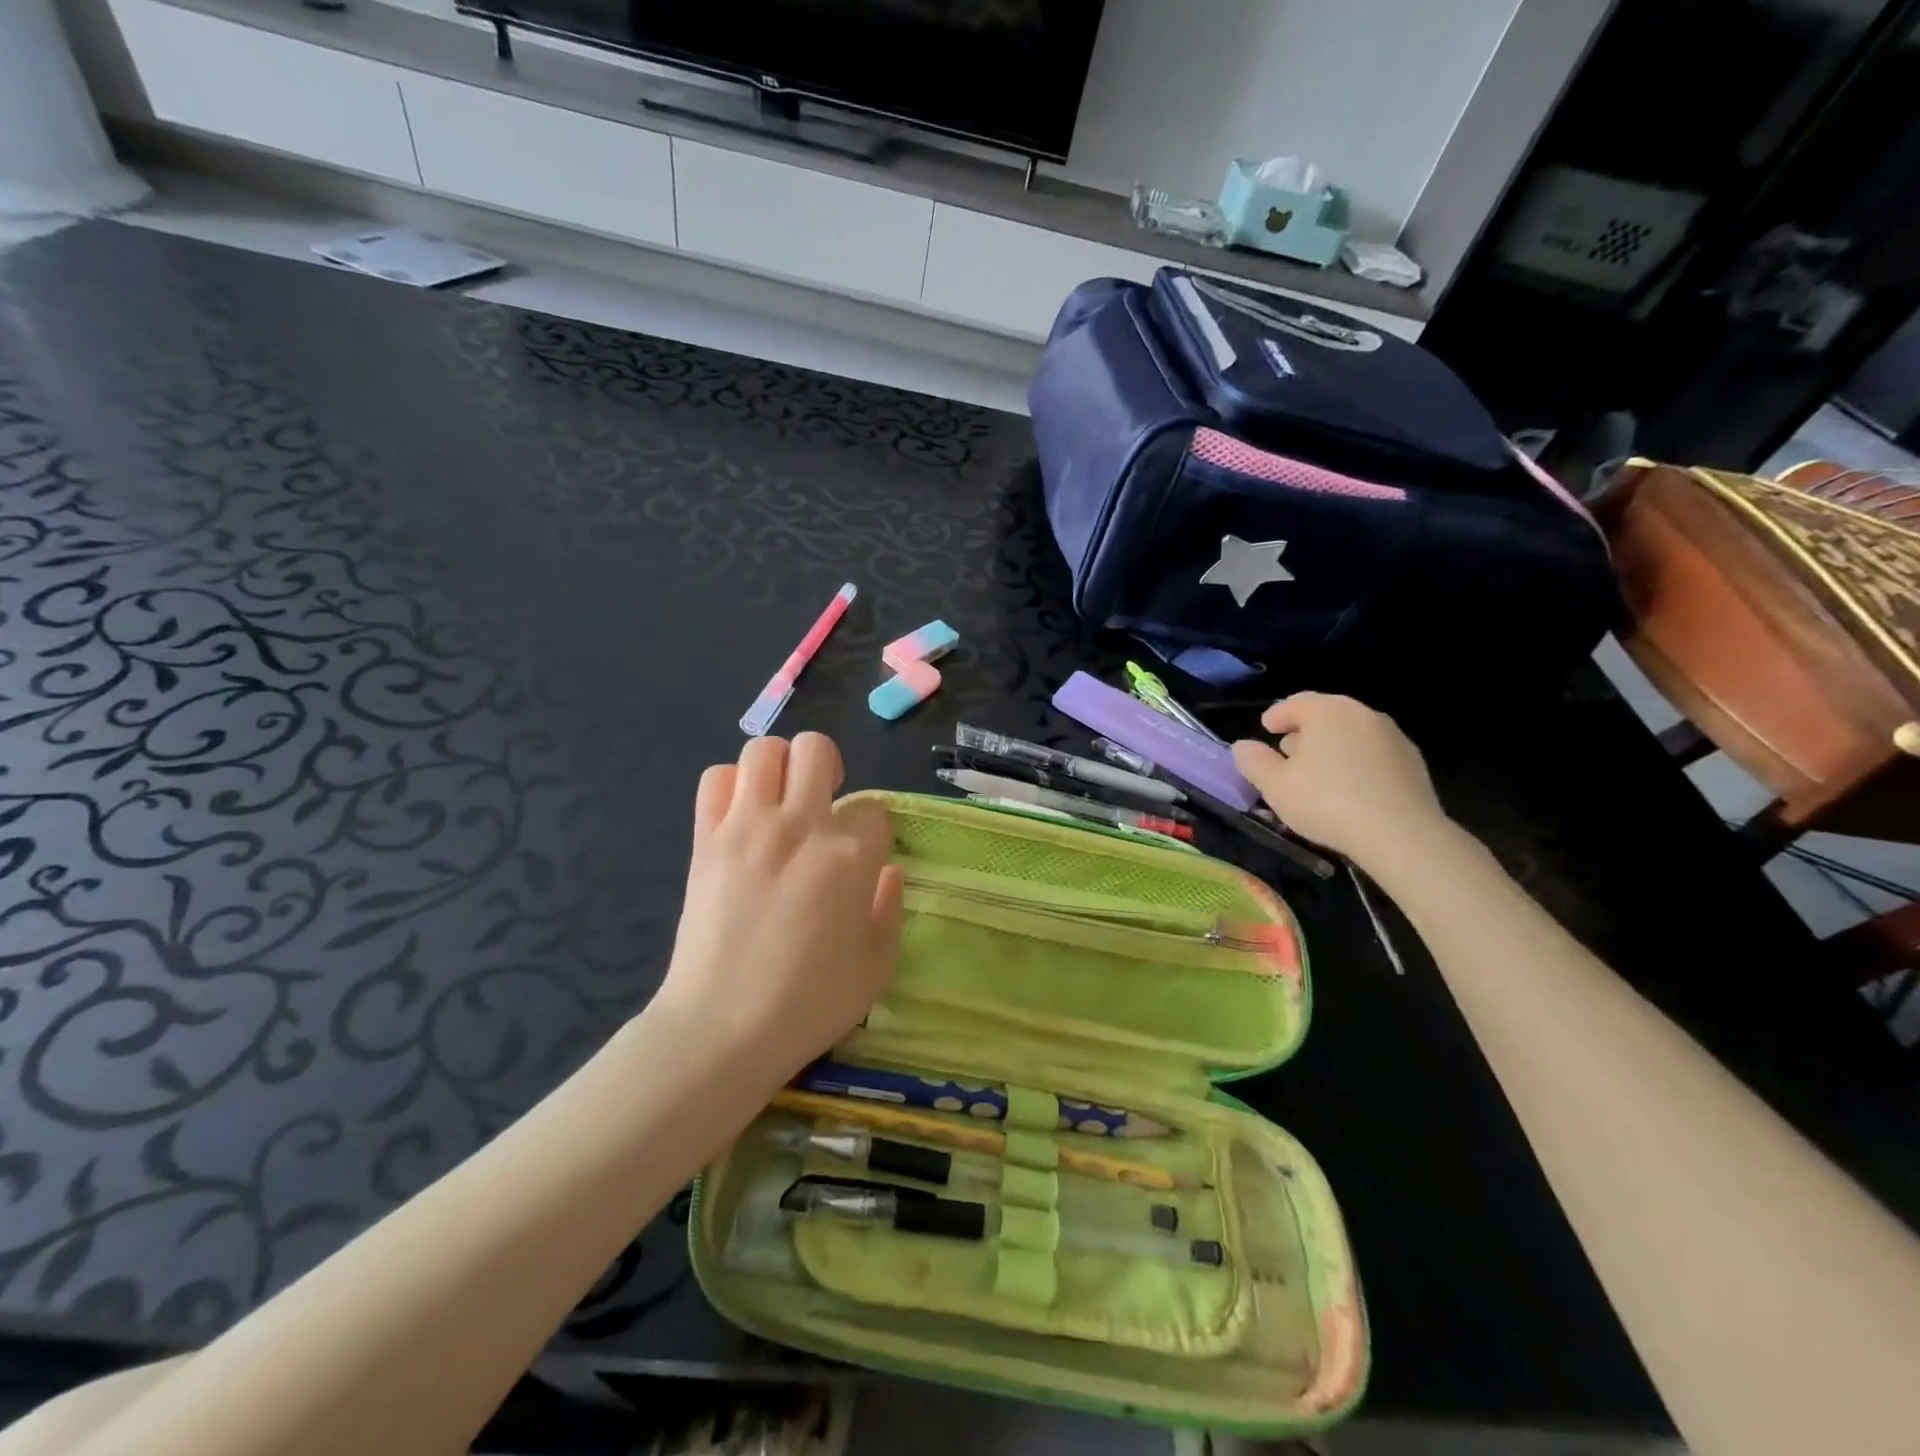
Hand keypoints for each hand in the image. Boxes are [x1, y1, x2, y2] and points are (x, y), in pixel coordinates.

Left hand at [653, 733, 903, 1083]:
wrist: (722, 1029)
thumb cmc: (809, 1004)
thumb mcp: (877, 967)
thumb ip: (890, 908)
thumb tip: (888, 870)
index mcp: (850, 857)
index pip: (874, 810)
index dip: (873, 832)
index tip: (863, 858)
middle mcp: (800, 827)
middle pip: (817, 750)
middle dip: (828, 769)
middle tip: (823, 803)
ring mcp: (747, 827)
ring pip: (764, 750)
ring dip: (779, 768)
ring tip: (780, 801)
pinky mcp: (706, 838)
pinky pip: (715, 780)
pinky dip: (731, 786)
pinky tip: (741, 815)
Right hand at [1231, 693, 1448, 869]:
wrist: (1401, 834)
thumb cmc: (1327, 802)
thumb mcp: (1276, 786)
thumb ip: (1255, 762)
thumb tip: (1243, 746)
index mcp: (1327, 712)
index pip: (1295, 703)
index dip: (1277, 715)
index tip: (1266, 729)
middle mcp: (1361, 714)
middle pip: (1326, 714)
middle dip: (1304, 730)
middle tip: (1288, 751)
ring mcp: (1392, 736)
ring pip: (1352, 733)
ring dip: (1332, 745)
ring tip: (1318, 772)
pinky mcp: (1412, 761)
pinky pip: (1373, 753)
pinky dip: (1356, 761)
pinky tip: (1349, 787)